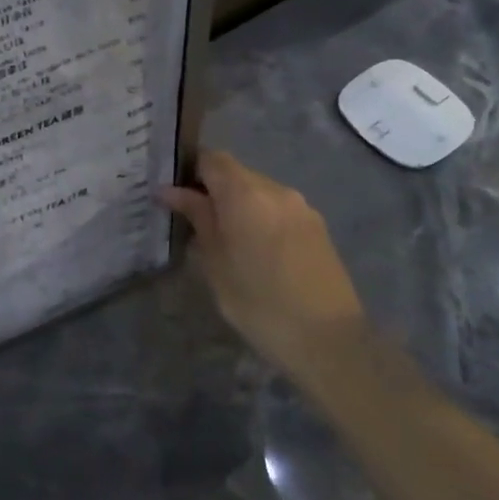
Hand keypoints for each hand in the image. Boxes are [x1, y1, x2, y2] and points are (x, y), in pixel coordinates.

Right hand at [159, 149, 366, 382]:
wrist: (328, 340)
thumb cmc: (258, 301)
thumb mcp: (215, 261)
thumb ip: (196, 218)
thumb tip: (170, 191)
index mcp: (246, 194)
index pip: (211, 159)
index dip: (189, 171)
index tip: (173, 195)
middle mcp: (276, 190)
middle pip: (235, 173)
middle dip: (211, 190)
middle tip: (190, 220)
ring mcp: (301, 208)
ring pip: (257, 192)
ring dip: (236, 205)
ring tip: (221, 239)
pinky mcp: (317, 227)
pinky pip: (277, 209)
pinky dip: (258, 218)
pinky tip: (252, 250)